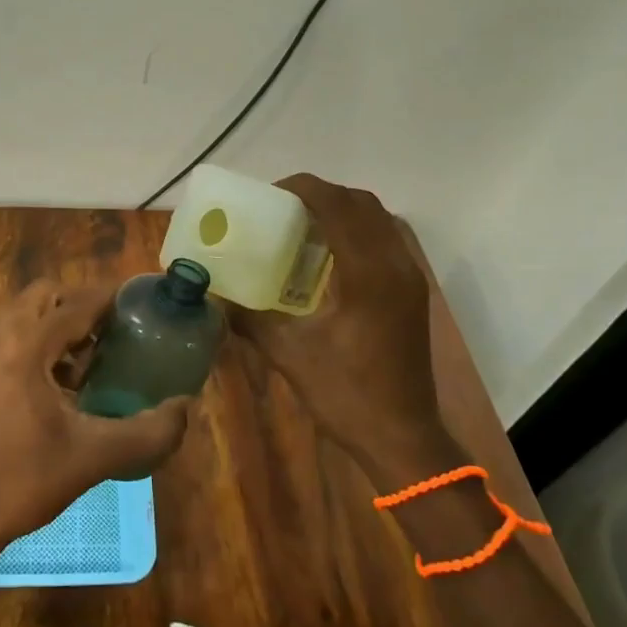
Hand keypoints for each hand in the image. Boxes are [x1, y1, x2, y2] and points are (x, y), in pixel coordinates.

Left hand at [0, 280, 190, 549]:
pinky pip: (9, 335)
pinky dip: (36, 342)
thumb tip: (185, 407)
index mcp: (25, 346)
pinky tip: (57, 386)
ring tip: (87, 364)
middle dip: (81, 308)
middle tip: (111, 337)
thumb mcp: (94, 457)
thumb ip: (148, 432)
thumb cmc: (24, 482)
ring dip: (57, 325)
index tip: (141, 304)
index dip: (111, 300)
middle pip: (46, 296)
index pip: (77, 305)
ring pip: (25, 314)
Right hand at [227, 174, 462, 480]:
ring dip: (341, 211)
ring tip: (302, 226)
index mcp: (367, 274)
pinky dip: (357, 232)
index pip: (338, 206)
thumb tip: (213, 296)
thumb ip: (250, 319)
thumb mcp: (290, 355)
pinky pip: (385, 240)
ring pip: (378, 219)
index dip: (304, 189)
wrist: (403, 438)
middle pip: (361, 203)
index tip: (270, 194)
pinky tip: (327, 257)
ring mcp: (409, 278)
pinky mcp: (412, 292)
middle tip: (283, 208)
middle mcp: (394, 265)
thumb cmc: (346, 396)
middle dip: (321, 195)